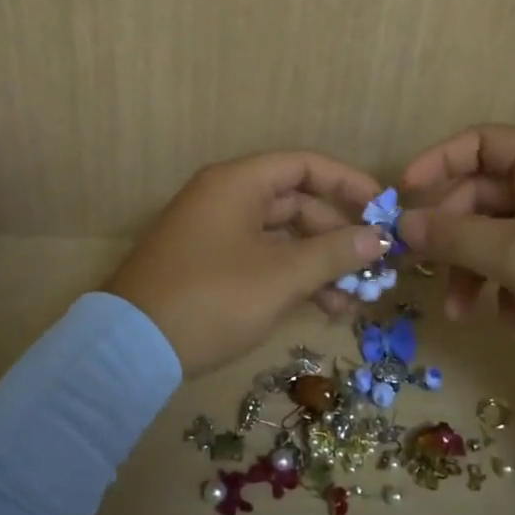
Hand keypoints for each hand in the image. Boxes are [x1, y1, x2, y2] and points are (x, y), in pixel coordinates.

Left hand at [103, 151, 390, 376]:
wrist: (131, 349)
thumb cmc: (213, 298)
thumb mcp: (281, 276)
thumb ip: (334, 253)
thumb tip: (379, 238)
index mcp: (238, 183)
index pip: (303, 165)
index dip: (347, 182)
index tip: (382, 208)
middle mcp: (226, 198)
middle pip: (296, 203)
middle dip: (338, 235)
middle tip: (374, 265)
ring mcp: (216, 233)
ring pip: (282, 237)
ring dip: (320, 263)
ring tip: (356, 299)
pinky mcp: (210, 266)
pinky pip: (262, 259)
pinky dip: (292, 277)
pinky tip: (325, 307)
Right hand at [398, 124, 514, 384]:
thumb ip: (453, 236)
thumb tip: (402, 224)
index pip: (478, 142)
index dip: (435, 163)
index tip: (402, 196)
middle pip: (482, 194)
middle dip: (452, 236)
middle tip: (424, 270)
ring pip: (498, 231)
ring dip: (474, 268)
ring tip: (461, 313)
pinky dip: (505, 284)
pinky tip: (508, 321)